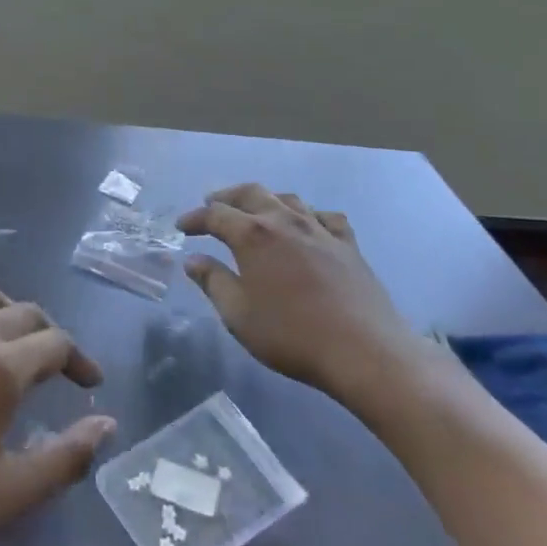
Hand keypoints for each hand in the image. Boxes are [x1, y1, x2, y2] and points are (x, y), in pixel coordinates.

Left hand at [0, 284, 113, 545]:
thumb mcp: (10, 494)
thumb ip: (67, 456)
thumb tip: (107, 424)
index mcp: (2, 368)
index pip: (56, 344)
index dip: (80, 361)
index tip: (90, 385)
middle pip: (24, 313)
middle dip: (49, 335)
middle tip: (57, 368)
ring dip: (6, 312)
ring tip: (11, 342)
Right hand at [179, 184, 437, 414]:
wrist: (364, 351)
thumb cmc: (291, 335)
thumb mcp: (238, 315)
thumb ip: (213, 282)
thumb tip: (194, 260)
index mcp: (253, 235)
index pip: (216, 215)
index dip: (195, 218)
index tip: (182, 227)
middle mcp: (285, 222)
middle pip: (252, 194)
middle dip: (227, 197)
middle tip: (212, 204)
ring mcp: (320, 230)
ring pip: (288, 199)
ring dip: (265, 200)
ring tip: (255, 210)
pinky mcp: (348, 245)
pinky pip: (325, 217)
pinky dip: (309, 214)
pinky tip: (308, 224)